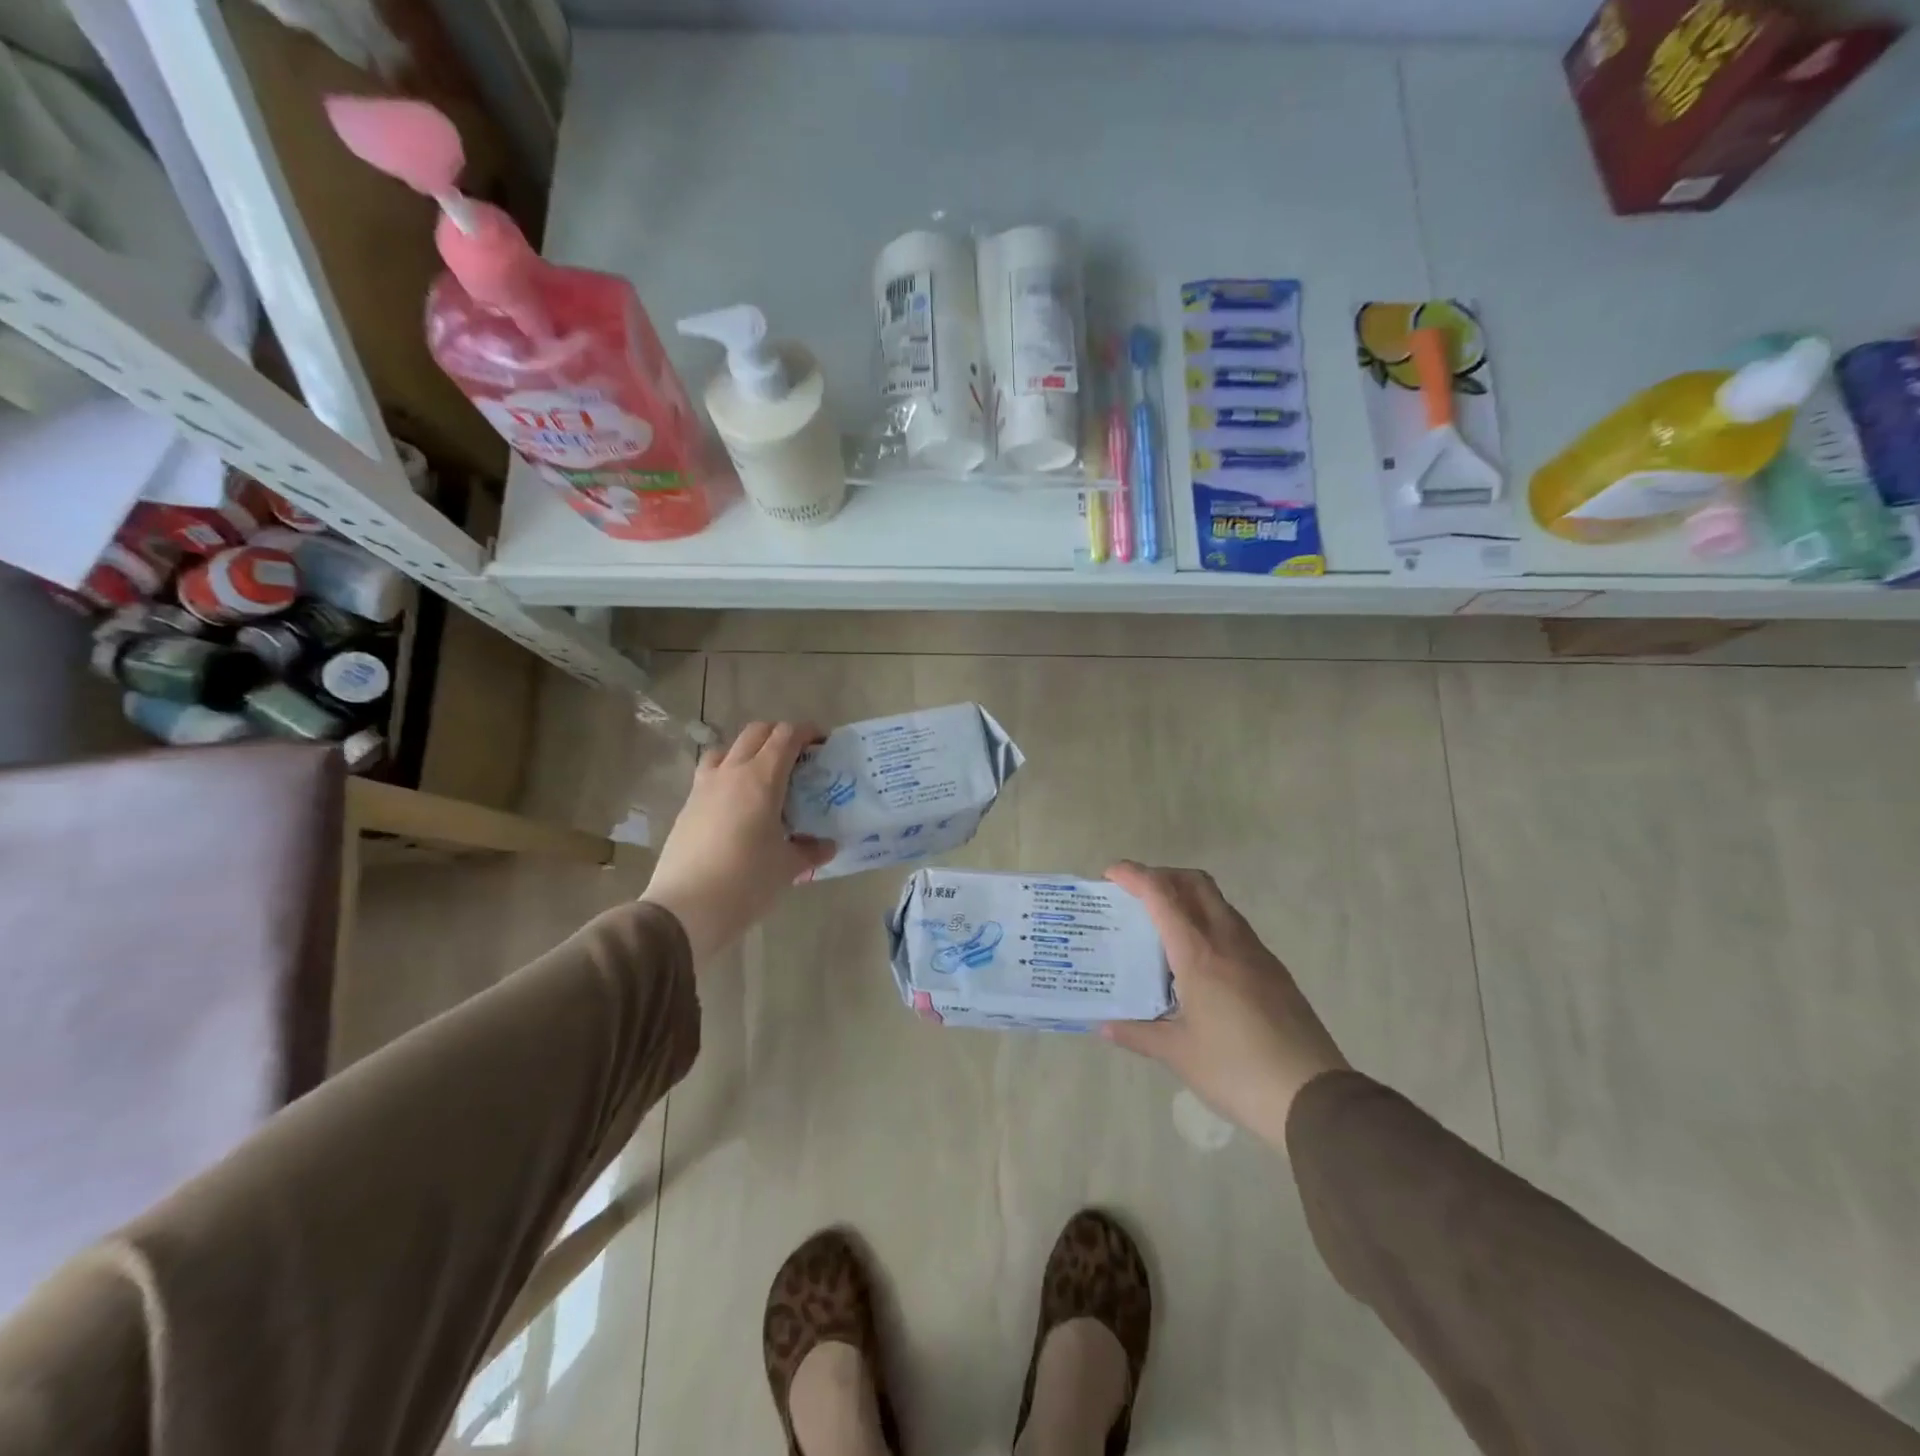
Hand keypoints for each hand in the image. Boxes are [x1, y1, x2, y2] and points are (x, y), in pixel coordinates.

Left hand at [640, 722, 834, 964]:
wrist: (685, 909)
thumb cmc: (746, 881)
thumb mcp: (788, 867)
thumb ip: (811, 851)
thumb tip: (827, 845)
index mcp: (762, 779)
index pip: (786, 736)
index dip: (807, 733)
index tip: (822, 744)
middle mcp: (731, 773)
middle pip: (755, 733)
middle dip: (779, 736)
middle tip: (797, 758)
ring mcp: (704, 788)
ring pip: (727, 749)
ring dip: (748, 751)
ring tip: (763, 777)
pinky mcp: (687, 807)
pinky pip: (710, 775)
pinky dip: (728, 776)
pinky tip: (738, 806)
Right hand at [1101, 862, 1348, 1151]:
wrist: (1313, 1097)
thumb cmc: (1236, 1071)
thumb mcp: (1179, 1054)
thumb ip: (1138, 1034)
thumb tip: (1104, 1026)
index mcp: (1199, 954)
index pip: (1162, 896)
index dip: (1134, 876)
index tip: (1111, 873)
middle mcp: (1228, 941)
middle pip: (1196, 883)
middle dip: (1163, 876)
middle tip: (1137, 893)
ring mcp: (1256, 953)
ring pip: (1218, 903)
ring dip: (1188, 897)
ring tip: (1163, 925)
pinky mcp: (1274, 971)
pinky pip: (1234, 927)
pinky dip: (1208, 923)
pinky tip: (1198, 959)